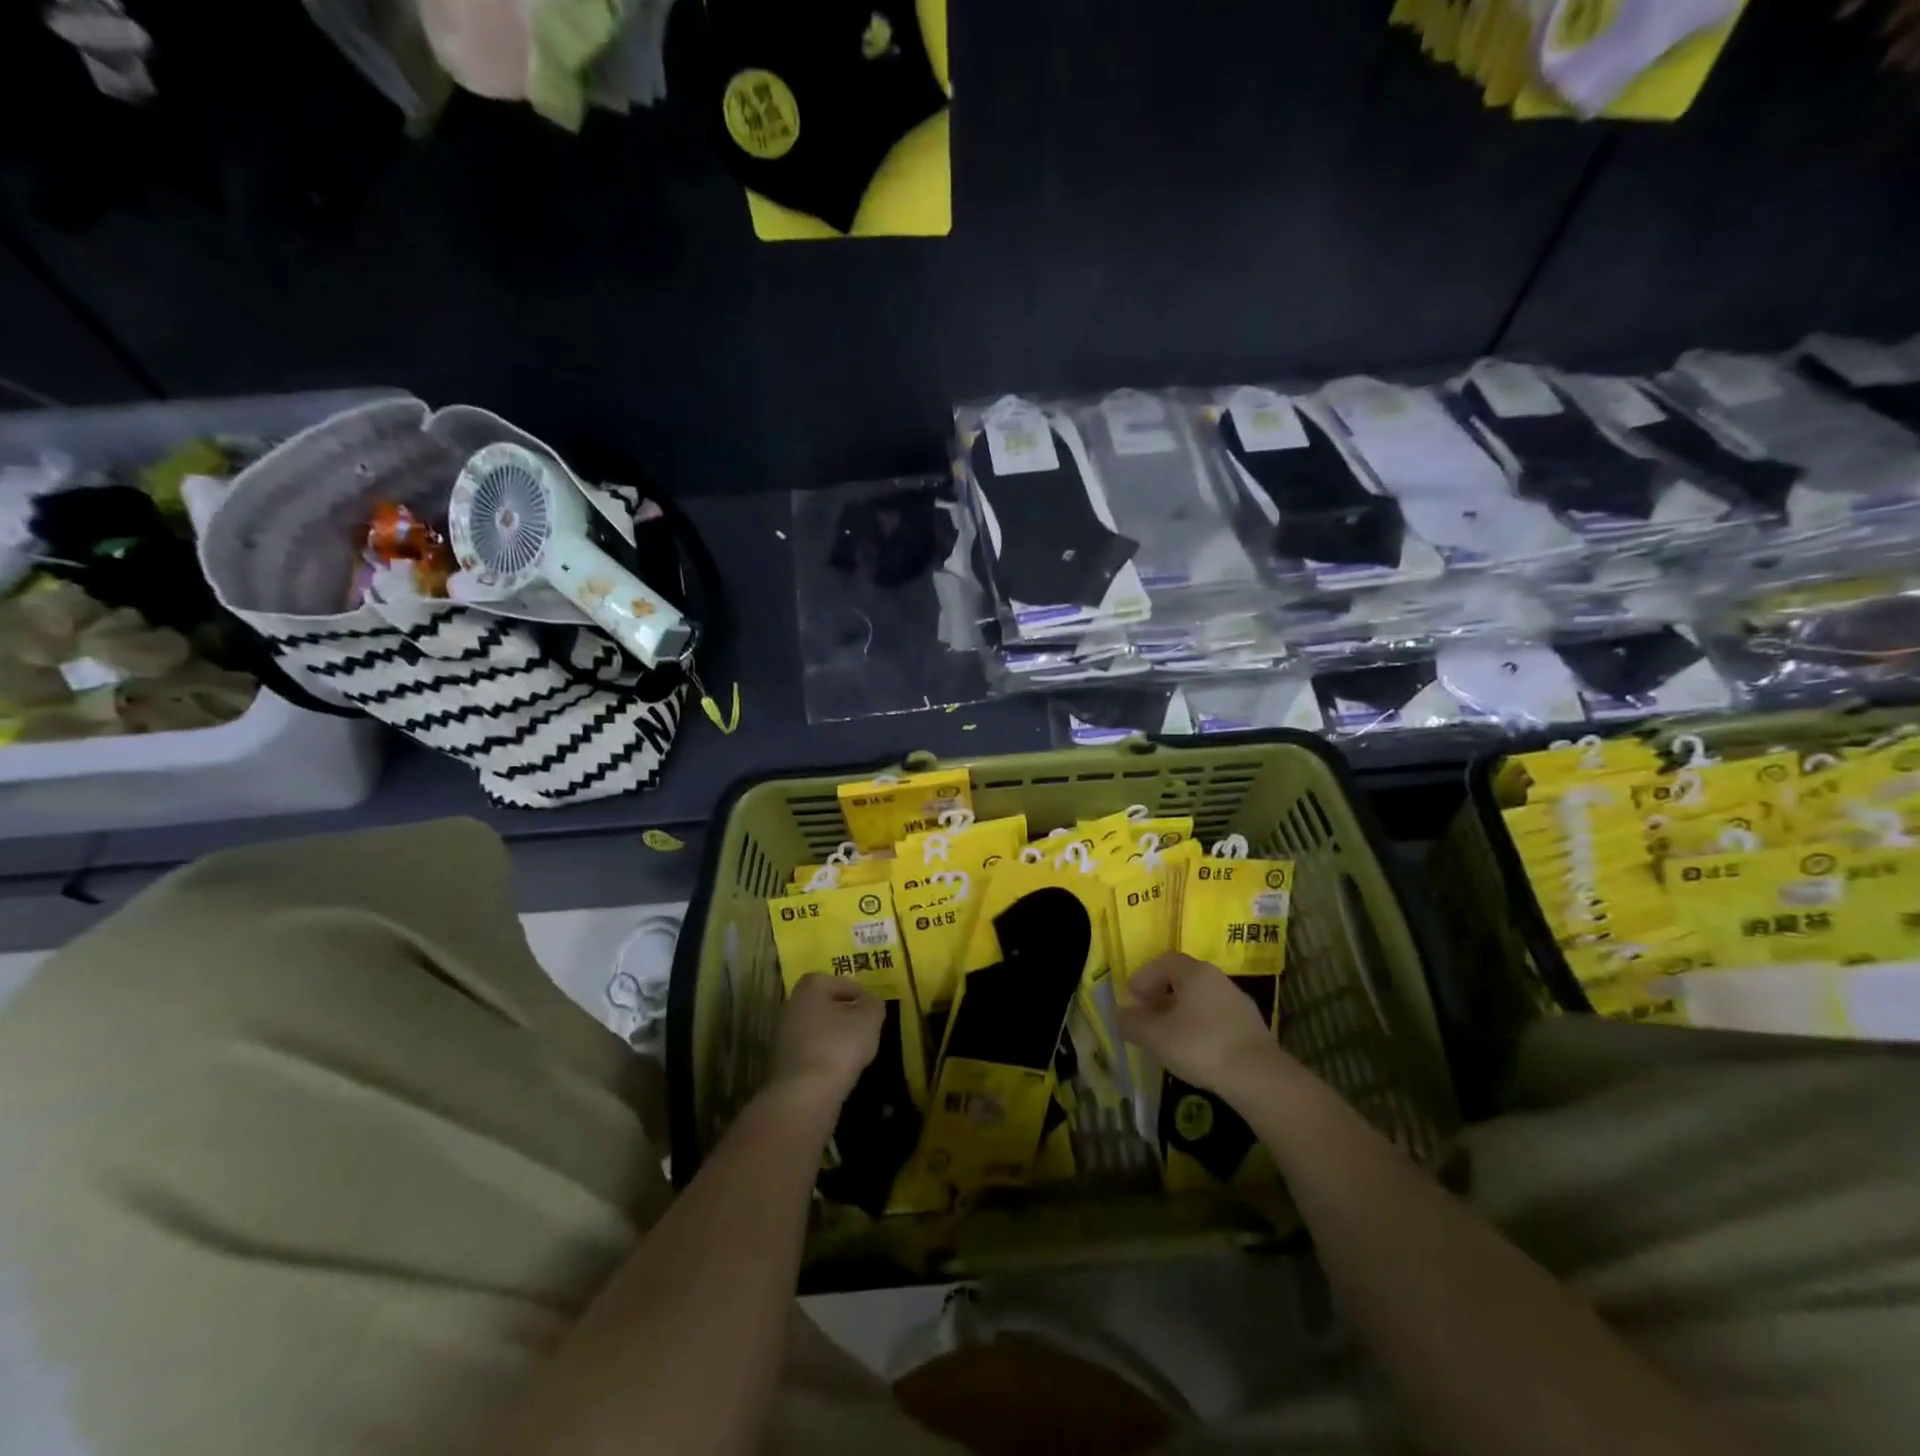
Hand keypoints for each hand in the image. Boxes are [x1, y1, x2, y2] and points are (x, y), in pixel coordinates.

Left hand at [768, 973, 883, 1111]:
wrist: (804, 1095)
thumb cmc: (839, 1045)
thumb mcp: (869, 1019)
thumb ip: (873, 1004)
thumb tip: (869, 1001)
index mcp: (809, 988)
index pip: (834, 980)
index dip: (854, 990)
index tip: (870, 1005)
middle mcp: (791, 1006)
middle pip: (822, 1003)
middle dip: (842, 1012)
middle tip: (863, 1025)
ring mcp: (782, 1036)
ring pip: (814, 1028)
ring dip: (832, 1035)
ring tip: (854, 1049)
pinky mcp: (782, 1063)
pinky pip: (809, 1050)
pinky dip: (823, 1055)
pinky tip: (838, 1068)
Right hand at [1116, 953, 1281, 1100]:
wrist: (1257, 1076)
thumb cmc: (1200, 1045)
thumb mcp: (1156, 1036)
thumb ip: (1133, 1023)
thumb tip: (1118, 1015)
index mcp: (1195, 973)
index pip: (1165, 961)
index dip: (1145, 975)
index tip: (1133, 996)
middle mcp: (1218, 979)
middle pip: (1184, 978)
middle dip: (1162, 993)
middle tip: (1147, 1013)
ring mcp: (1238, 1001)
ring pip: (1202, 998)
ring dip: (1181, 1010)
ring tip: (1168, 1033)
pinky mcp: (1251, 1026)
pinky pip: (1217, 1016)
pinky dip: (1200, 1024)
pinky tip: (1195, 1047)